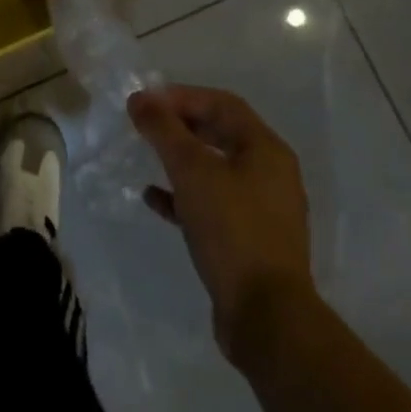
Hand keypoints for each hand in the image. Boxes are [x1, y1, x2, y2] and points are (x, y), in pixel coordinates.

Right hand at [128, 84, 313, 355]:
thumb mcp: (191, 170)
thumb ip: (163, 129)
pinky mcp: (249, 239)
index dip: (182, 96)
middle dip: (180, 125)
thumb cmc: (231, 229)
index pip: (222, 104)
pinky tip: (154, 199)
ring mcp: (262, 208)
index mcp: (265, 149)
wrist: (266, 315)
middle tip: (144, 125)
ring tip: (146, 156)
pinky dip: (183, 195)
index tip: (145, 102)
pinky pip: (212, 203)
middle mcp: (270, 173)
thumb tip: (140, 98)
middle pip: (221, 133)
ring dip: (180, 159)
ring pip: (216, 169)